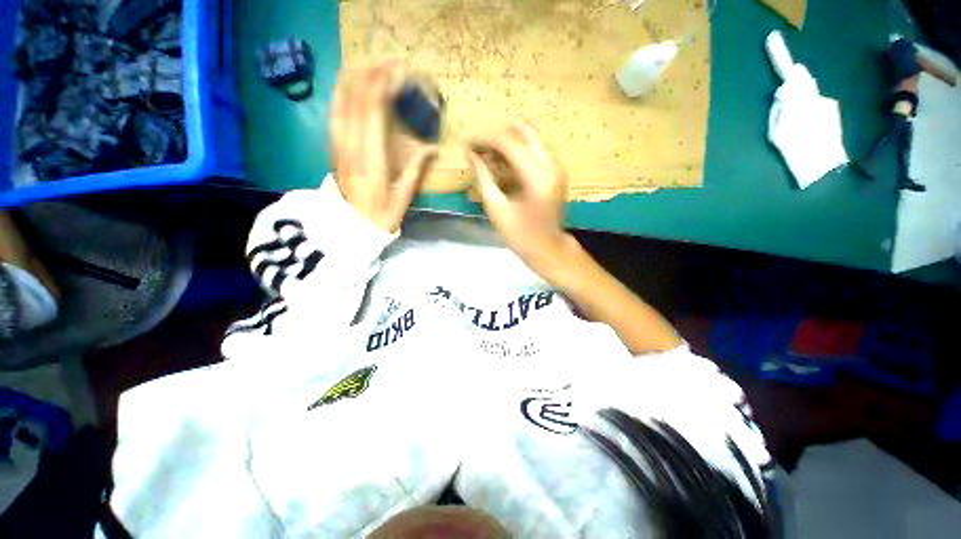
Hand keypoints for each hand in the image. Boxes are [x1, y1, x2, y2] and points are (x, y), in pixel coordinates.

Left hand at [330, 62, 436, 232]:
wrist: (352, 228)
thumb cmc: (382, 215)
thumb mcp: (403, 196)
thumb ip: (416, 169)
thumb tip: (433, 148)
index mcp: (372, 158)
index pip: (373, 112)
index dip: (382, 86)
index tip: (396, 70)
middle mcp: (352, 146)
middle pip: (356, 101)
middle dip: (371, 76)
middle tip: (387, 62)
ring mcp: (339, 147)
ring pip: (341, 104)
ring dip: (353, 81)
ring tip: (367, 65)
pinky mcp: (334, 149)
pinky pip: (334, 116)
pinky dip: (340, 97)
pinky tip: (346, 87)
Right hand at [469, 122, 573, 276]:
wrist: (549, 248)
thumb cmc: (522, 236)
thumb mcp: (497, 210)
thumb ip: (483, 178)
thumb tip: (471, 154)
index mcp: (537, 176)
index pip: (508, 143)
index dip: (484, 140)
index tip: (467, 144)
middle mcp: (551, 164)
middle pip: (523, 130)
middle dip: (498, 136)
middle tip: (479, 149)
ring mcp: (557, 166)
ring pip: (531, 136)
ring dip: (507, 142)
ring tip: (487, 156)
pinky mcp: (557, 170)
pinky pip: (536, 148)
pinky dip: (518, 150)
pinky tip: (503, 164)